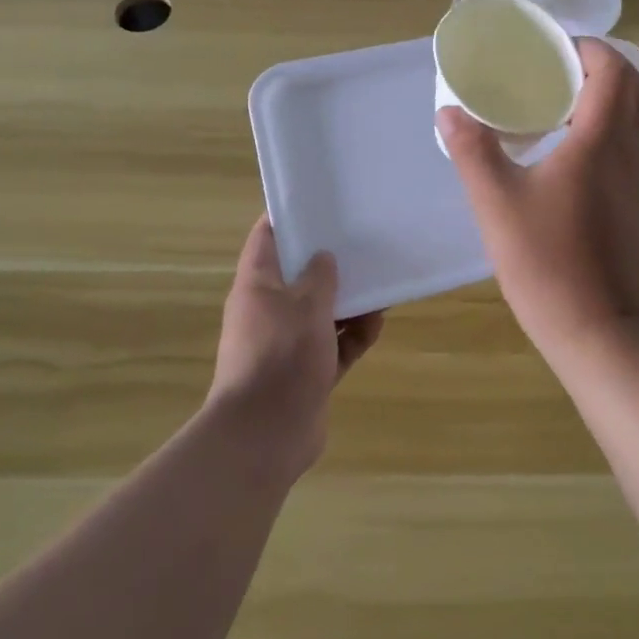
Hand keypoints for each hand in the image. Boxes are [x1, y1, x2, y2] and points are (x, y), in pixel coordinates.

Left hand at [209, 216, 383, 475]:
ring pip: (323, 311)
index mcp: (257, 285)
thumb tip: (324, 256)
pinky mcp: (307, 371)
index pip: (267, 237)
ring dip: (350, 302)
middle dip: (332, 263)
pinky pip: (334, 344)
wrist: (265, 436)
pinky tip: (377, 325)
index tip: (320, 202)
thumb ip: (319, 277)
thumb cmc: (280, 357)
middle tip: (364, 242)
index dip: (290, 216)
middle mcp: (269, 310)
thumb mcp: (305, 307)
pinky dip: (353, 336)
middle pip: (301, 275)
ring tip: (382, 286)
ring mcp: (288, 343)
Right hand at [439, 39, 638, 349]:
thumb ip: (473, 151)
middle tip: (556, 69)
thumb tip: (450, 112)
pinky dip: (613, 123)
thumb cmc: (548, 262)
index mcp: (601, 139)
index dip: (588, 48)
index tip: (551, 48)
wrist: (601, 330)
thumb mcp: (497, 203)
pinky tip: (572, 146)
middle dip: (602, 64)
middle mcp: (630, 149)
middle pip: (636, 85)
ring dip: (611, 94)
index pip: (613, 69)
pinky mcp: (638, 201)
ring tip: (561, 101)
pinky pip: (634, 141)